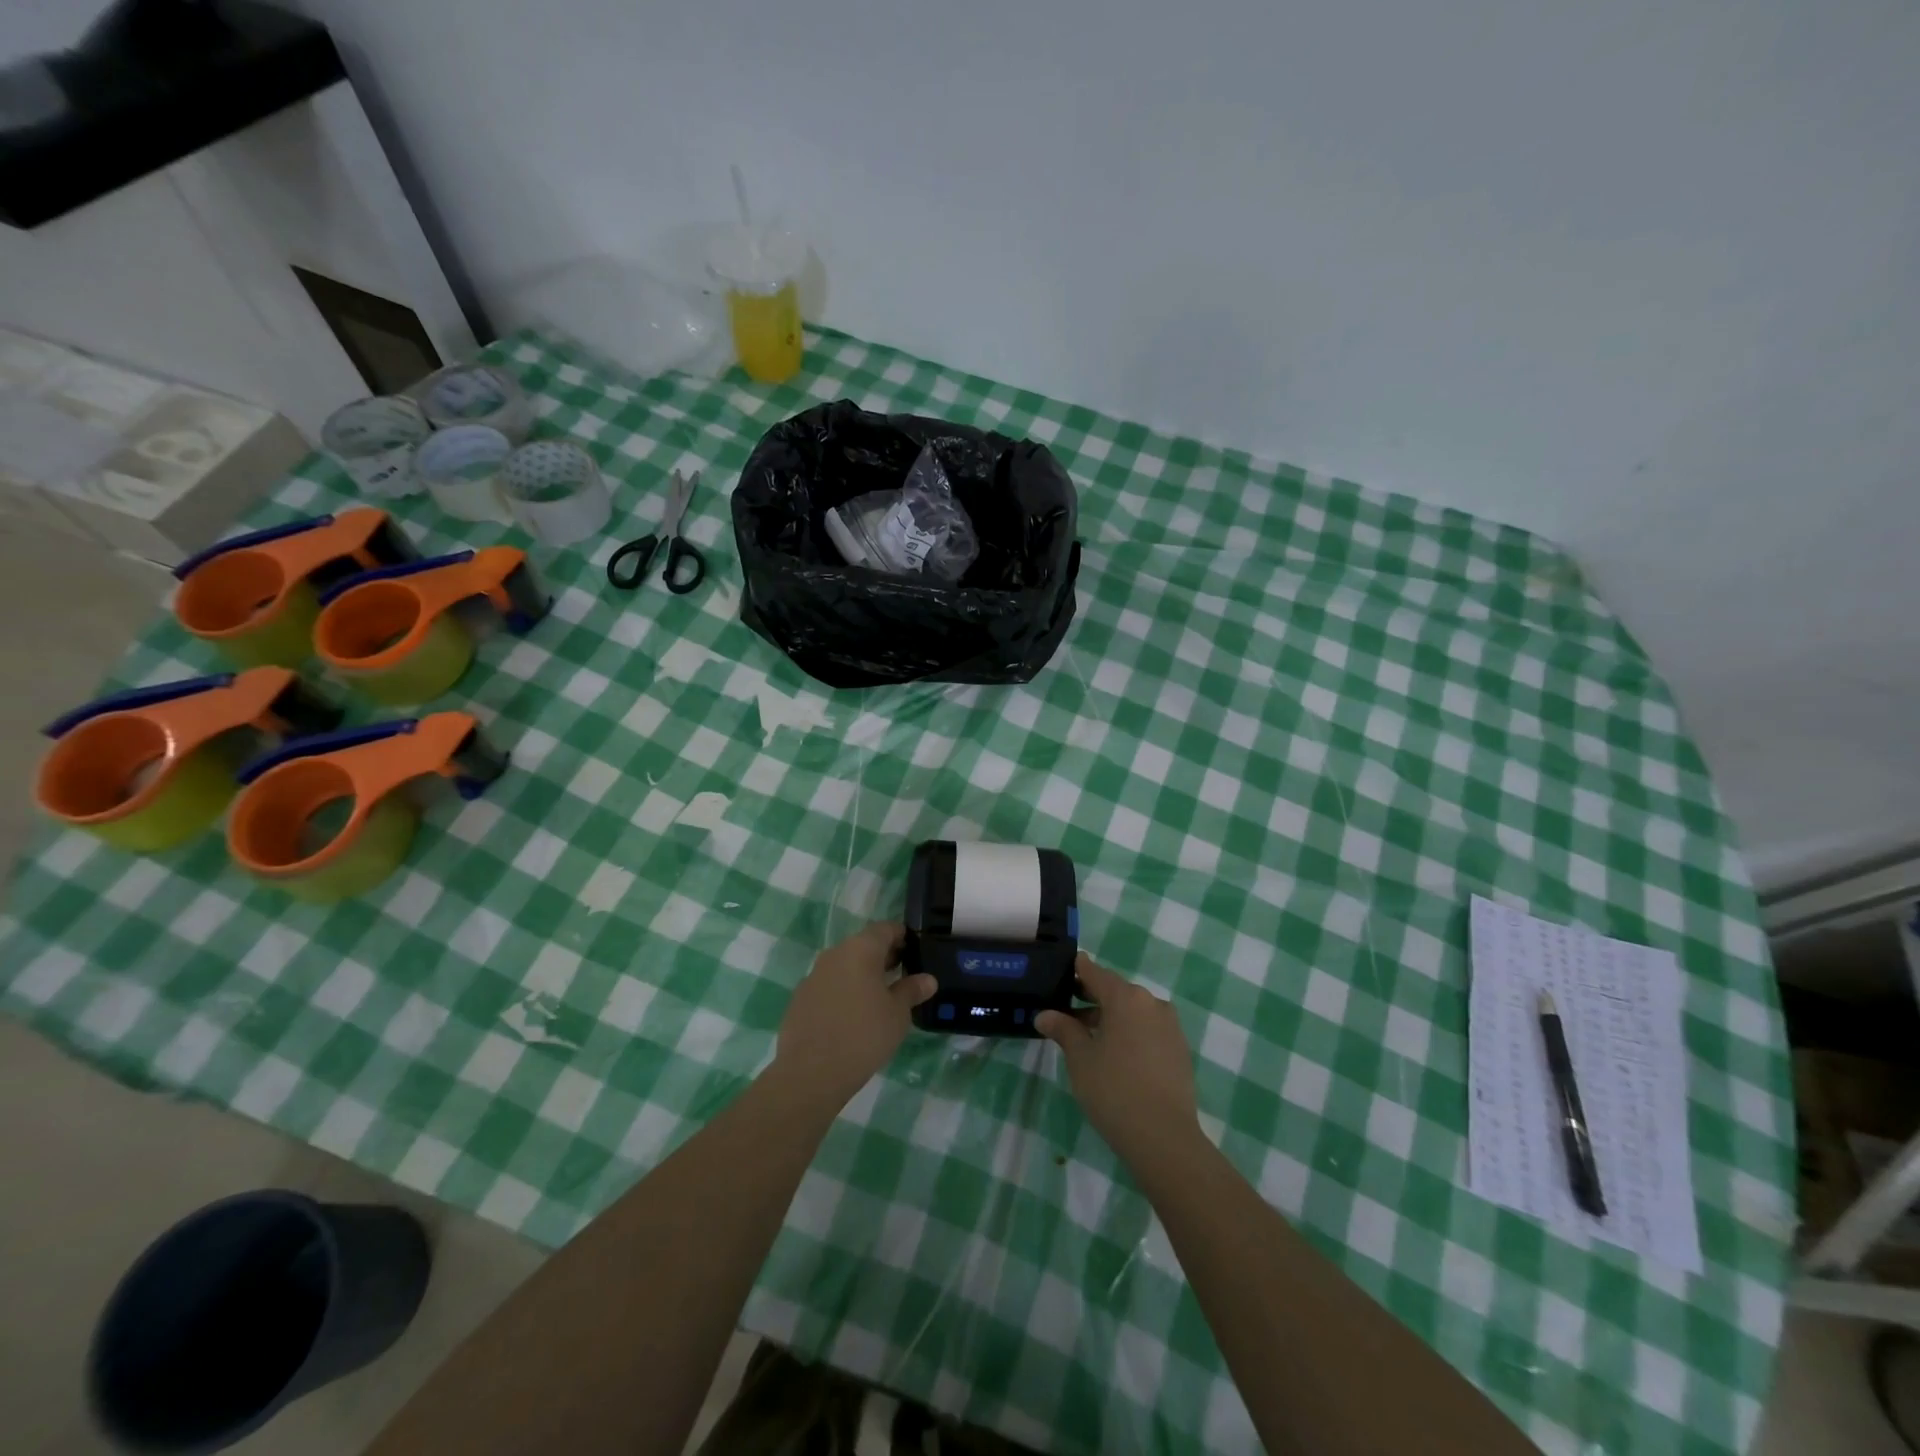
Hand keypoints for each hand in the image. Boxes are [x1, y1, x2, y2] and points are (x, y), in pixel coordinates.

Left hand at [773, 922, 935, 1108]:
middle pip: (863, 945)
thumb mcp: (897, 1014)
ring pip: (845, 966)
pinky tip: (853, 1016)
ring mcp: (813, 976)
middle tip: (903, 976)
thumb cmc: (863, 1035)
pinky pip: (829, 985)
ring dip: (862, 975)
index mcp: (860, 949)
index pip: (885, 929)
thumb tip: (927, 979)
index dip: (902, 936)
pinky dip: (844, 992)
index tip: (915, 951)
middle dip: (883, 957)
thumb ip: (912, 990)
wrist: (810, 1073)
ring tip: (880, 998)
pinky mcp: (800, 999)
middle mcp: (834, 954)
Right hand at [1036, 955, 1199, 1165]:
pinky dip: (1130, 1032)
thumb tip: (1044, 1015)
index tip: (1064, 968)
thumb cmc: (1114, 1090)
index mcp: (1126, 997)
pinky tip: (1115, 1054)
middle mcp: (1151, 1003)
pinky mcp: (1179, 1049)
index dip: (1078, 970)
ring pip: (1133, 1011)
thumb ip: (1063, 1030)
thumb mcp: (1080, 1058)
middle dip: (1091, 997)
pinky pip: (1148, 1029)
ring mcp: (1170, 1026)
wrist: (1164, 1137)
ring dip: (1111, 1017)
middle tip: (1067, 1008)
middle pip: (1116, 991)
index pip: (1095, 973)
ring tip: (1087, 1036)